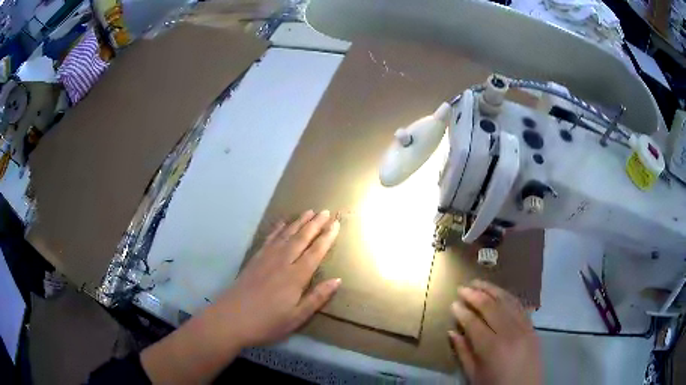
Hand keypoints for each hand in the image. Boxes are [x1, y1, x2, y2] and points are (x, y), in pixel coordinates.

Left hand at [141, 209, 340, 383]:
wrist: (231, 319)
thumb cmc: (267, 323)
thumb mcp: (296, 317)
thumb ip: (317, 298)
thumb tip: (337, 280)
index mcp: (295, 277)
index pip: (315, 252)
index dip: (327, 238)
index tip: (336, 224)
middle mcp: (282, 262)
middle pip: (301, 239)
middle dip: (315, 224)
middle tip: (326, 211)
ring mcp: (266, 258)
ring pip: (286, 235)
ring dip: (298, 222)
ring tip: (309, 211)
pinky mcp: (254, 259)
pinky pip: (269, 239)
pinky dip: (278, 229)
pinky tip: (282, 223)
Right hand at [448, 280, 541, 384]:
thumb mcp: (474, 375)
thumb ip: (463, 352)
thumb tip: (452, 331)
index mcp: (492, 348)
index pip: (474, 322)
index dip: (462, 311)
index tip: (453, 303)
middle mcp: (509, 333)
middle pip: (491, 307)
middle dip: (475, 295)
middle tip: (462, 287)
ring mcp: (524, 327)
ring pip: (507, 301)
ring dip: (491, 289)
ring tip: (478, 282)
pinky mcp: (532, 327)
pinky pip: (519, 306)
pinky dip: (508, 297)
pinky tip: (499, 292)